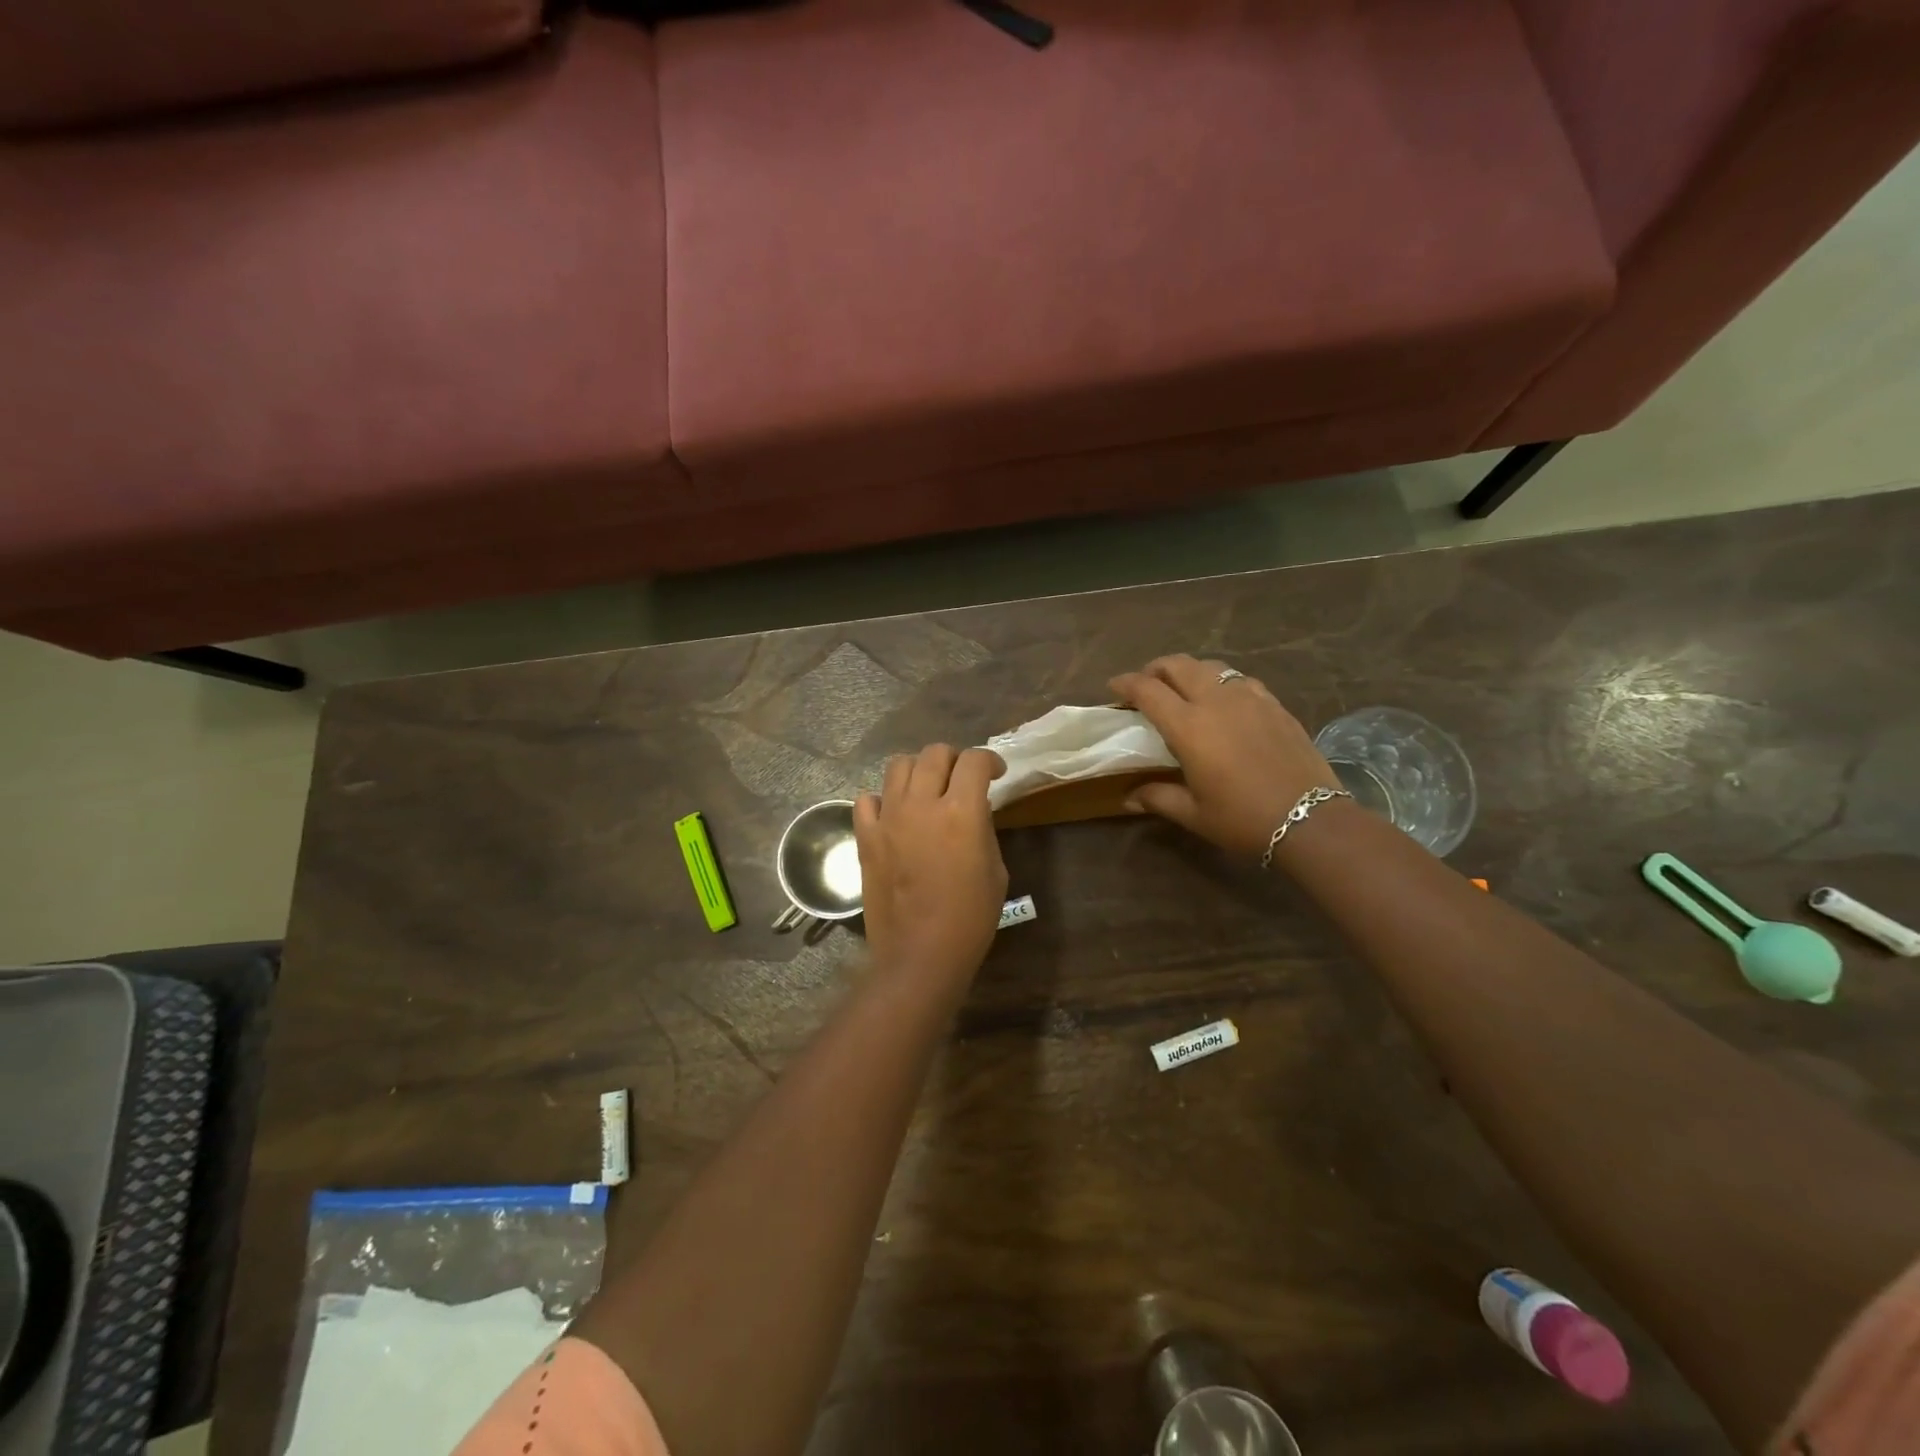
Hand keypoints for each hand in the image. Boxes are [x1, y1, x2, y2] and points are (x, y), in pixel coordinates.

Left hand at [855, 745, 1008, 983]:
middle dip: (954, 759)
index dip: (989, 760)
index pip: (974, 760)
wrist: (920, 954)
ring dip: (918, 770)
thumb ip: (983, 829)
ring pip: (898, 766)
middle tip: (961, 779)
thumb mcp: (995, 869)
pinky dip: (883, 800)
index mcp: (961, 811)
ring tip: (927, 789)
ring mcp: (889, 818)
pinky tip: (895, 815)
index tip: (995, 773)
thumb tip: (973, 810)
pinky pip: (867, 800)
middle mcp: (922, 804)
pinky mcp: (866, 837)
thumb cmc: (970, 918)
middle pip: (934, 753)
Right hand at [1109, 654, 1340, 861]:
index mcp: (1188, 725)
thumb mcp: (1194, 813)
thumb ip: (1158, 798)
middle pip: (1178, 665)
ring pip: (1211, 666)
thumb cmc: (1243, 819)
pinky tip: (1225, 701)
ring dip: (1189, 671)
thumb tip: (1129, 798)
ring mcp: (1249, 698)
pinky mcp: (1274, 704)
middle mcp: (1216, 701)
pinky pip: (1240, 679)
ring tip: (1183, 689)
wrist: (1311, 819)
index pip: (1148, 690)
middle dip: (1155, 669)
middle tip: (1146, 685)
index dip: (1126, 683)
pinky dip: (1221, 681)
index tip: (1113, 687)